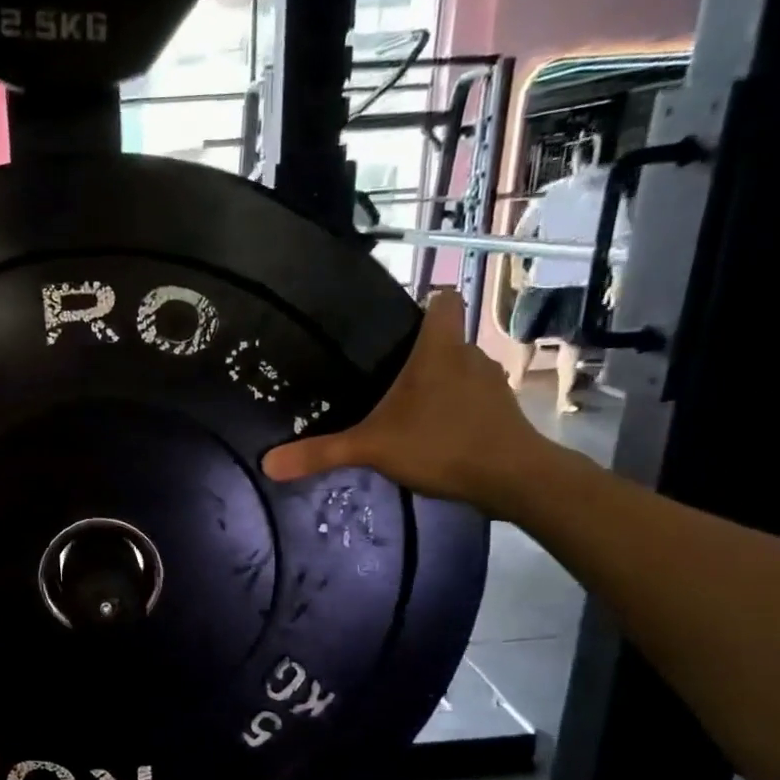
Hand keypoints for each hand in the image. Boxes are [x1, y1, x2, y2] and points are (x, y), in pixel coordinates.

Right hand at [262, 289, 558, 518]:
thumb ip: (320, 453)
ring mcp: (491, 384)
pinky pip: (472, 398)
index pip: (443, 301)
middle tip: (382, 376)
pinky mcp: (502, 412)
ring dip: (438, 383)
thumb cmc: (441, 444)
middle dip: (418, 354)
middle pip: (445, 339)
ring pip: (460, 370)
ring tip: (406, 408)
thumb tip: (266, 464)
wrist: (514, 479)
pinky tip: (433, 434)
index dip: (424, 303)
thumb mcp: (371, 448)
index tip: (397, 322)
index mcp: (439, 349)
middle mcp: (470, 356)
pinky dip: (454, 409)